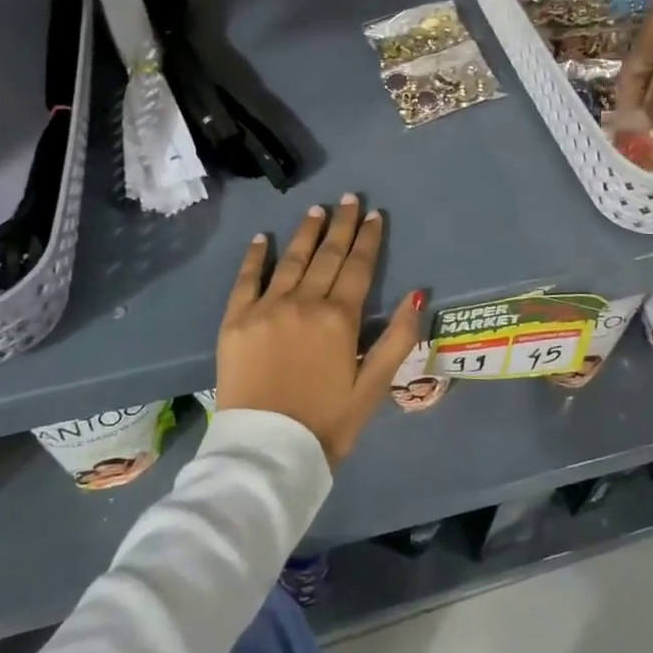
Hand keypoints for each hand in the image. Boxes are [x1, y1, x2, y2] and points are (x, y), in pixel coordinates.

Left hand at [217, 195, 424, 466]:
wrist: (266, 453)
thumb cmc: (327, 423)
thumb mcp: (374, 387)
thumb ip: (398, 339)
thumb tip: (417, 295)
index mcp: (340, 319)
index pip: (358, 267)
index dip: (368, 239)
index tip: (374, 214)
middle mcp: (304, 303)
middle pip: (327, 255)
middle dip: (341, 225)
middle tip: (348, 198)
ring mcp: (266, 308)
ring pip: (290, 260)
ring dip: (305, 233)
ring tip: (316, 210)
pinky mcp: (236, 321)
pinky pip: (246, 280)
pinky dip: (254, 257)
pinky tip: (261, 239)